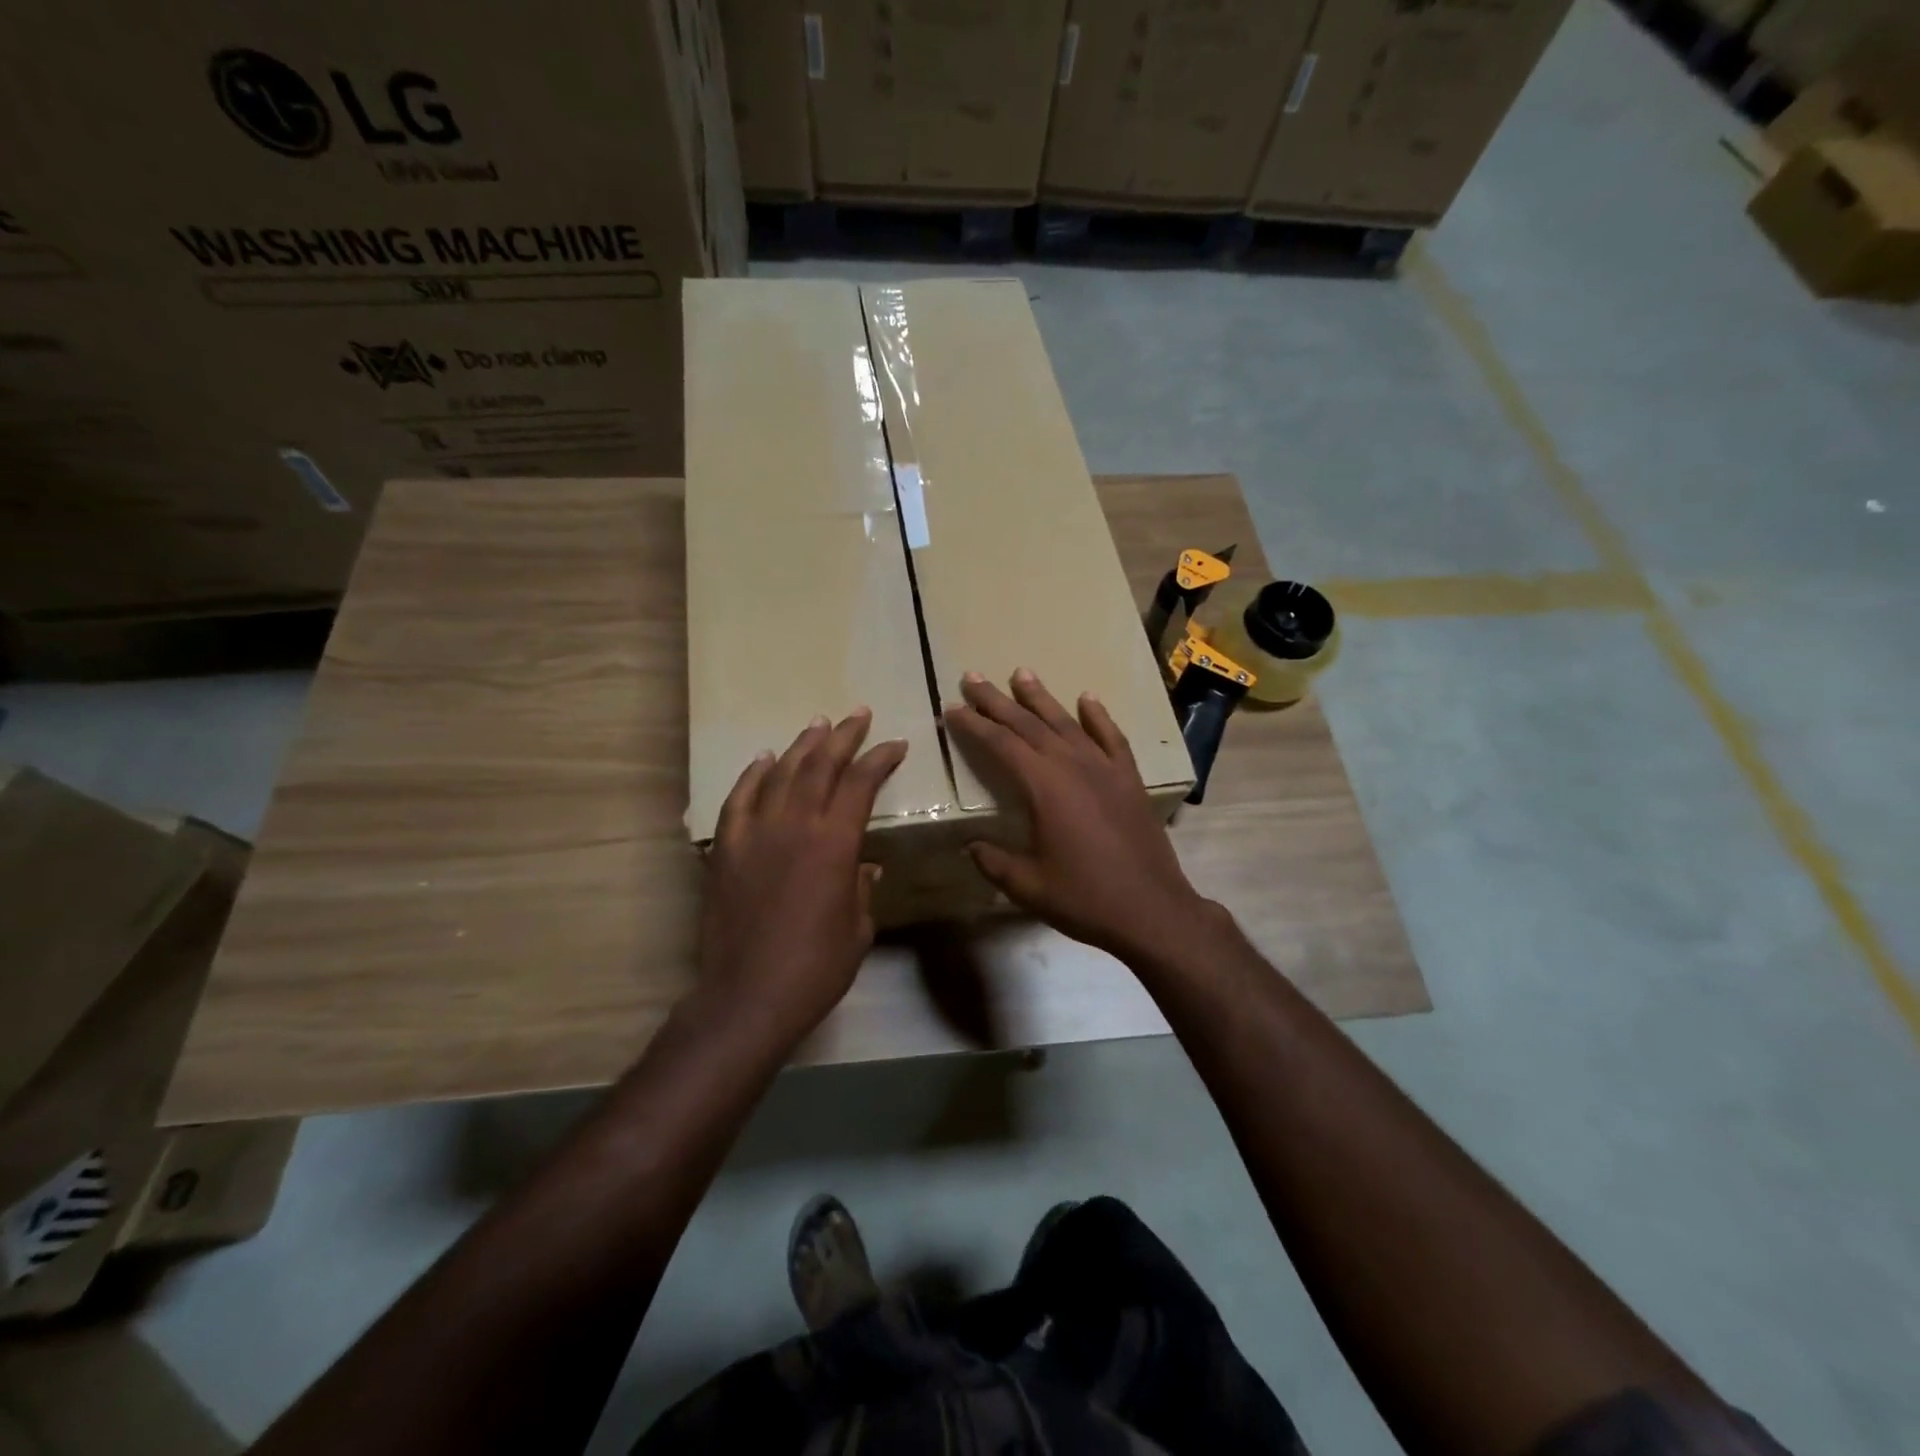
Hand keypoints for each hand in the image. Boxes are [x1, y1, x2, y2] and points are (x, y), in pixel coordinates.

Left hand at [697, 709, 906, 1044]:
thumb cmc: (815, 968)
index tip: (896, 744)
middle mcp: (795, 825)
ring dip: (803, 746)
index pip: (861, 783)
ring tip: (818, 725)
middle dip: (844, 736)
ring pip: (781, 774)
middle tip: (858, 715)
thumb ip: (862, 887)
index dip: (881, 758)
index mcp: (835, 842)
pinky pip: (739, 800)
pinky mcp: (725, 849)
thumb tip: (864, 864)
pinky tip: (764, 760)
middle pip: (821, 765)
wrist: (747, 996)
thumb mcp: (858, 928)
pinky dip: (753, 776)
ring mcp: (755, 833)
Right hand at [944, 669, 1212, 961]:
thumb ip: (993, 861)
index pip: (1001, 744)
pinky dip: (1098, 716)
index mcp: (1044, 787)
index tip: (952, 709)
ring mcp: (1105, 769)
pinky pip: (1111, 737)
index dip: (974, 725)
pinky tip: (1087, 698)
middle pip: (1028, 724)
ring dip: (1041, 698)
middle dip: (997, 701)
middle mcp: (1073, 766)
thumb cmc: (1084, 898)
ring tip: (1021, 673)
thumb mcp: (1027, 886)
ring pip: (1066, 723)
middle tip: (972, 677)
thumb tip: (969, 846)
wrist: (1151, 910)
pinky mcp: (1129, 779)